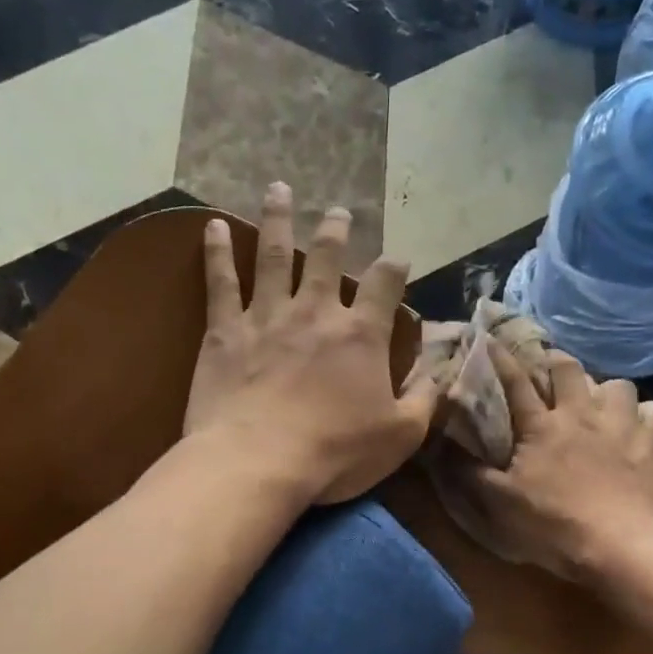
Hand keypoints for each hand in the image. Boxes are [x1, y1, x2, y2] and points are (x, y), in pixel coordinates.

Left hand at [186, 183, 438, 505]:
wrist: (258, 463)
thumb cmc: (335, 453)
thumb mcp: (400, 435)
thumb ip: (424, 399)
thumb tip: (440, 372)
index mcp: (360, 334)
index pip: (384, 284)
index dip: (394, 267)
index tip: (398, 259)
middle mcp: (315, 312)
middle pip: (326, 257)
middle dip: (335, 231)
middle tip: (337, 210)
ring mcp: (267, 316)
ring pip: (273, 255)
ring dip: (278, 220)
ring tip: (278, 190)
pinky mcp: (224, 332)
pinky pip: (220, 283)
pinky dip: (216, 252)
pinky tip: (211, 226)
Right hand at [448, 341, 652, 579]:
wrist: (619, 545)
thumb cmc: (553, 524)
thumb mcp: (499, 503)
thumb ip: (469, 473)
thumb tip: (439, 446)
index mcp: (541, 426)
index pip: (516, 382)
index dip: (501, 359)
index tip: (491, 340)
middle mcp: (581, 415)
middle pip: (569, 370)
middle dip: (557, 361)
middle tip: (552, 367)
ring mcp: (621, 426)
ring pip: (619, 385)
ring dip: (608, 390)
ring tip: (603, 403)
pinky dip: (649, 416)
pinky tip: (643, 427)